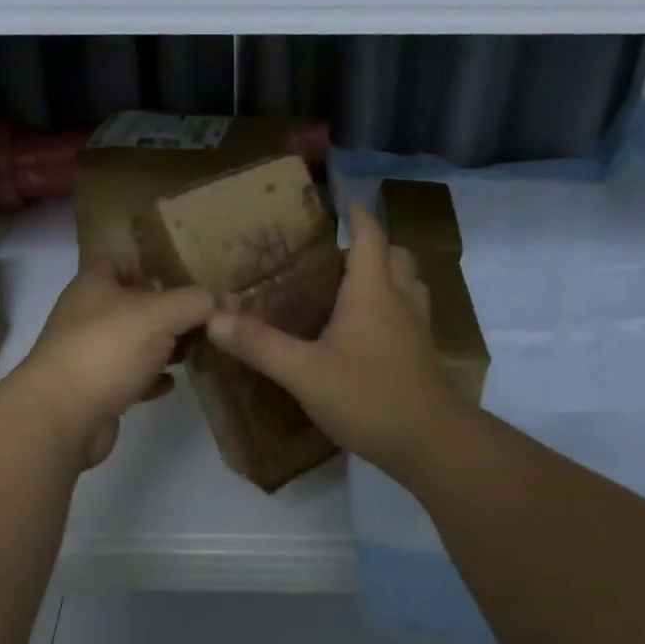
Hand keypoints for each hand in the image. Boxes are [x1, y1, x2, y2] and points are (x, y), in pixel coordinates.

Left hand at [15, 262, 213, 468]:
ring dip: (162, 346)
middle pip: (132, 304)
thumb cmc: (109, 348)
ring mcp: (88, 354)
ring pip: (132, 342)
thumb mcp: (161, 313)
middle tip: (202, 319)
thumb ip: (194, 301)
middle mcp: (87, 316)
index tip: (185, 280)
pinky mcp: (94, 390)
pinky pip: (129, 377)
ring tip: (195, 350)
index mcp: (95, 286)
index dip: (151, 267)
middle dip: (167, 311)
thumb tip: (217, 300)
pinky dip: (151, 378)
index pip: (122, 262)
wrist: (62, 416)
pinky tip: (173, 382)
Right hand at [205, 200, 467, 474]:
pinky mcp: (424, 354)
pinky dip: (395, 306)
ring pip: (410, 284)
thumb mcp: (303, 372)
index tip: (342, 201)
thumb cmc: (367, 395)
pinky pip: (413, 313)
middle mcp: (400, 299)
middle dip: (372, 246)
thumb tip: (213, 317)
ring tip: (355, 288)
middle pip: (395, 255)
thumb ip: (259, 344)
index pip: (370, 235)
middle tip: (337, 256)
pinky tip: (370, 331)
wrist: (431, 443)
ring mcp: (418, 327)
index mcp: (372, 290)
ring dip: (389, 275)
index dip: (357, 214)